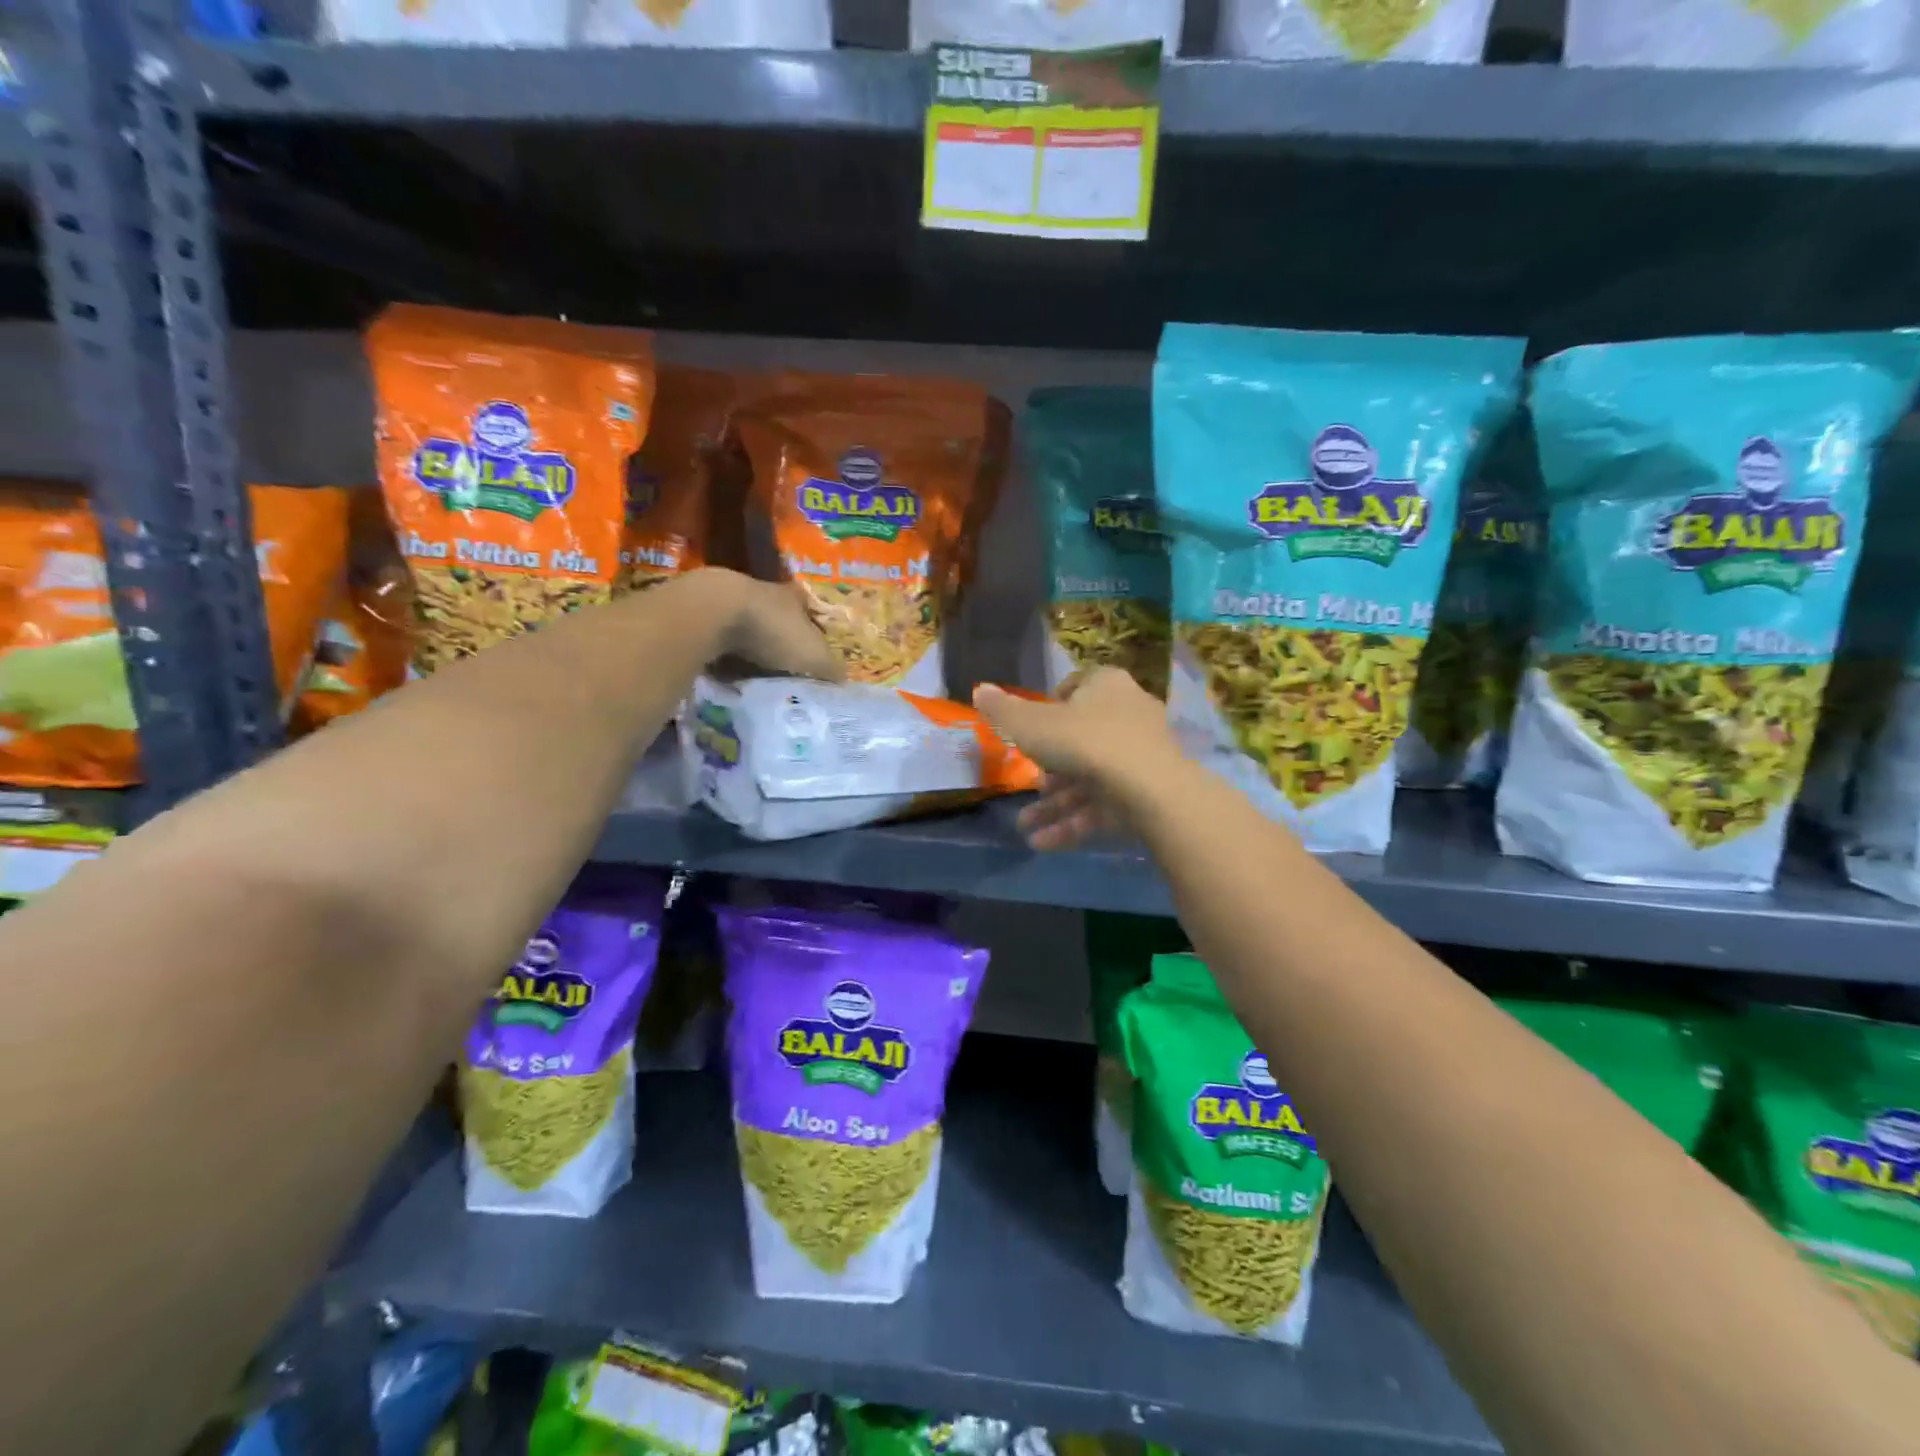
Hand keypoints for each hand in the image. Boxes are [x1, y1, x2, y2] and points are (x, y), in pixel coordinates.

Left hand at [676, 569, 844, 681]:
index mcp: (792, 597)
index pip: (809, 610)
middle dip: (781, 644)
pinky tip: (726, 677)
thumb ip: (830, 669)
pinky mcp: (700, 615)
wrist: (711, 613)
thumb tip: (844, 681)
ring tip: (756, 680)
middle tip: (787, 672)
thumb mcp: (813, 656)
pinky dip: (724, 658)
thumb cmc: (772, 630)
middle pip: (777, 620)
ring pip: (746, 630)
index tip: (814, 653)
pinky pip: (718, 642)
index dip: (814, 630)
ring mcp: (729, 603)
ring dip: (750, 651)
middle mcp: (762, 594)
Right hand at [973, 668, 1182, 850]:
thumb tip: (980, 689)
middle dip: (1050, 770)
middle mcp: (1129, 714)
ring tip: (1025, 827)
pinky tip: (1043, 844)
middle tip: (1029, 787)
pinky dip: (1075, 823)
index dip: (1052, 706)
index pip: (1077, 686)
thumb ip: (1002, 710)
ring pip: (1091, 779)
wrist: (1149, 786)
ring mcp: (1142, 756)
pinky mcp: (1149, 793)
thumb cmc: (1083, 740)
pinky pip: (1106, 805)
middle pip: (1082, 739)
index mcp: (1106, 686)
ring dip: (1056, 806)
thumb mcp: (1029, 725)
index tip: (1032, 730)